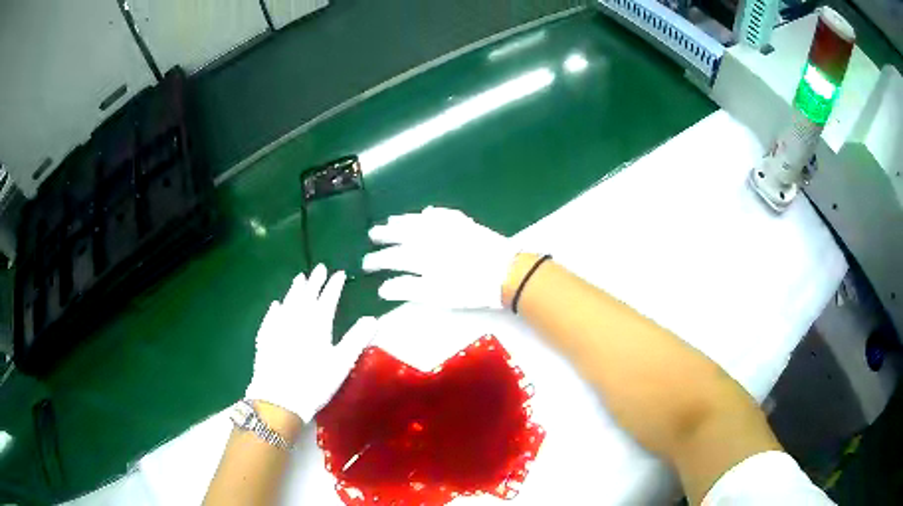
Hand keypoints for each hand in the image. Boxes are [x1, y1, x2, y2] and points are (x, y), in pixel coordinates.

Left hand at [245, 265, 376, 423]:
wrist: (278, 398)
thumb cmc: (314, 382)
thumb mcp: (341, 363)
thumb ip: (356, 339)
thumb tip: (373, 318)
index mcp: (317, 325)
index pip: (327, 300)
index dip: (334, 286)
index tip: (339, 273)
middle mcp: (296, 320)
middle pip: (306, 297)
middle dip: (314, 282)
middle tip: (319, 268)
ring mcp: (278, 328)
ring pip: (287, 303)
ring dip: (294, 290)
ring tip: (299, 278)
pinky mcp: (265, 339)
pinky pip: (270, 318)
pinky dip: (274, 309)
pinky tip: (275, 305)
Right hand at [362, 206, 518, 308]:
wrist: (505, 271)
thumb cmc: (469, 288)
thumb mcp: (436, 295)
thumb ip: (408, 289)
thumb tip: (383, 287)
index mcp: (420, 255)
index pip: (392, 257)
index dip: (376, 261)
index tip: (365, 264)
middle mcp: (429, 236)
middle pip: (402, 233)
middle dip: (384, 234)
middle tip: (372, 234)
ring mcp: (447, 227)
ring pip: (419, 220)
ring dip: (403, 220)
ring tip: (391, 220)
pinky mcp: (464, 223)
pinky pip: (443, 213)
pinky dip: (432, 213)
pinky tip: (428, 211)